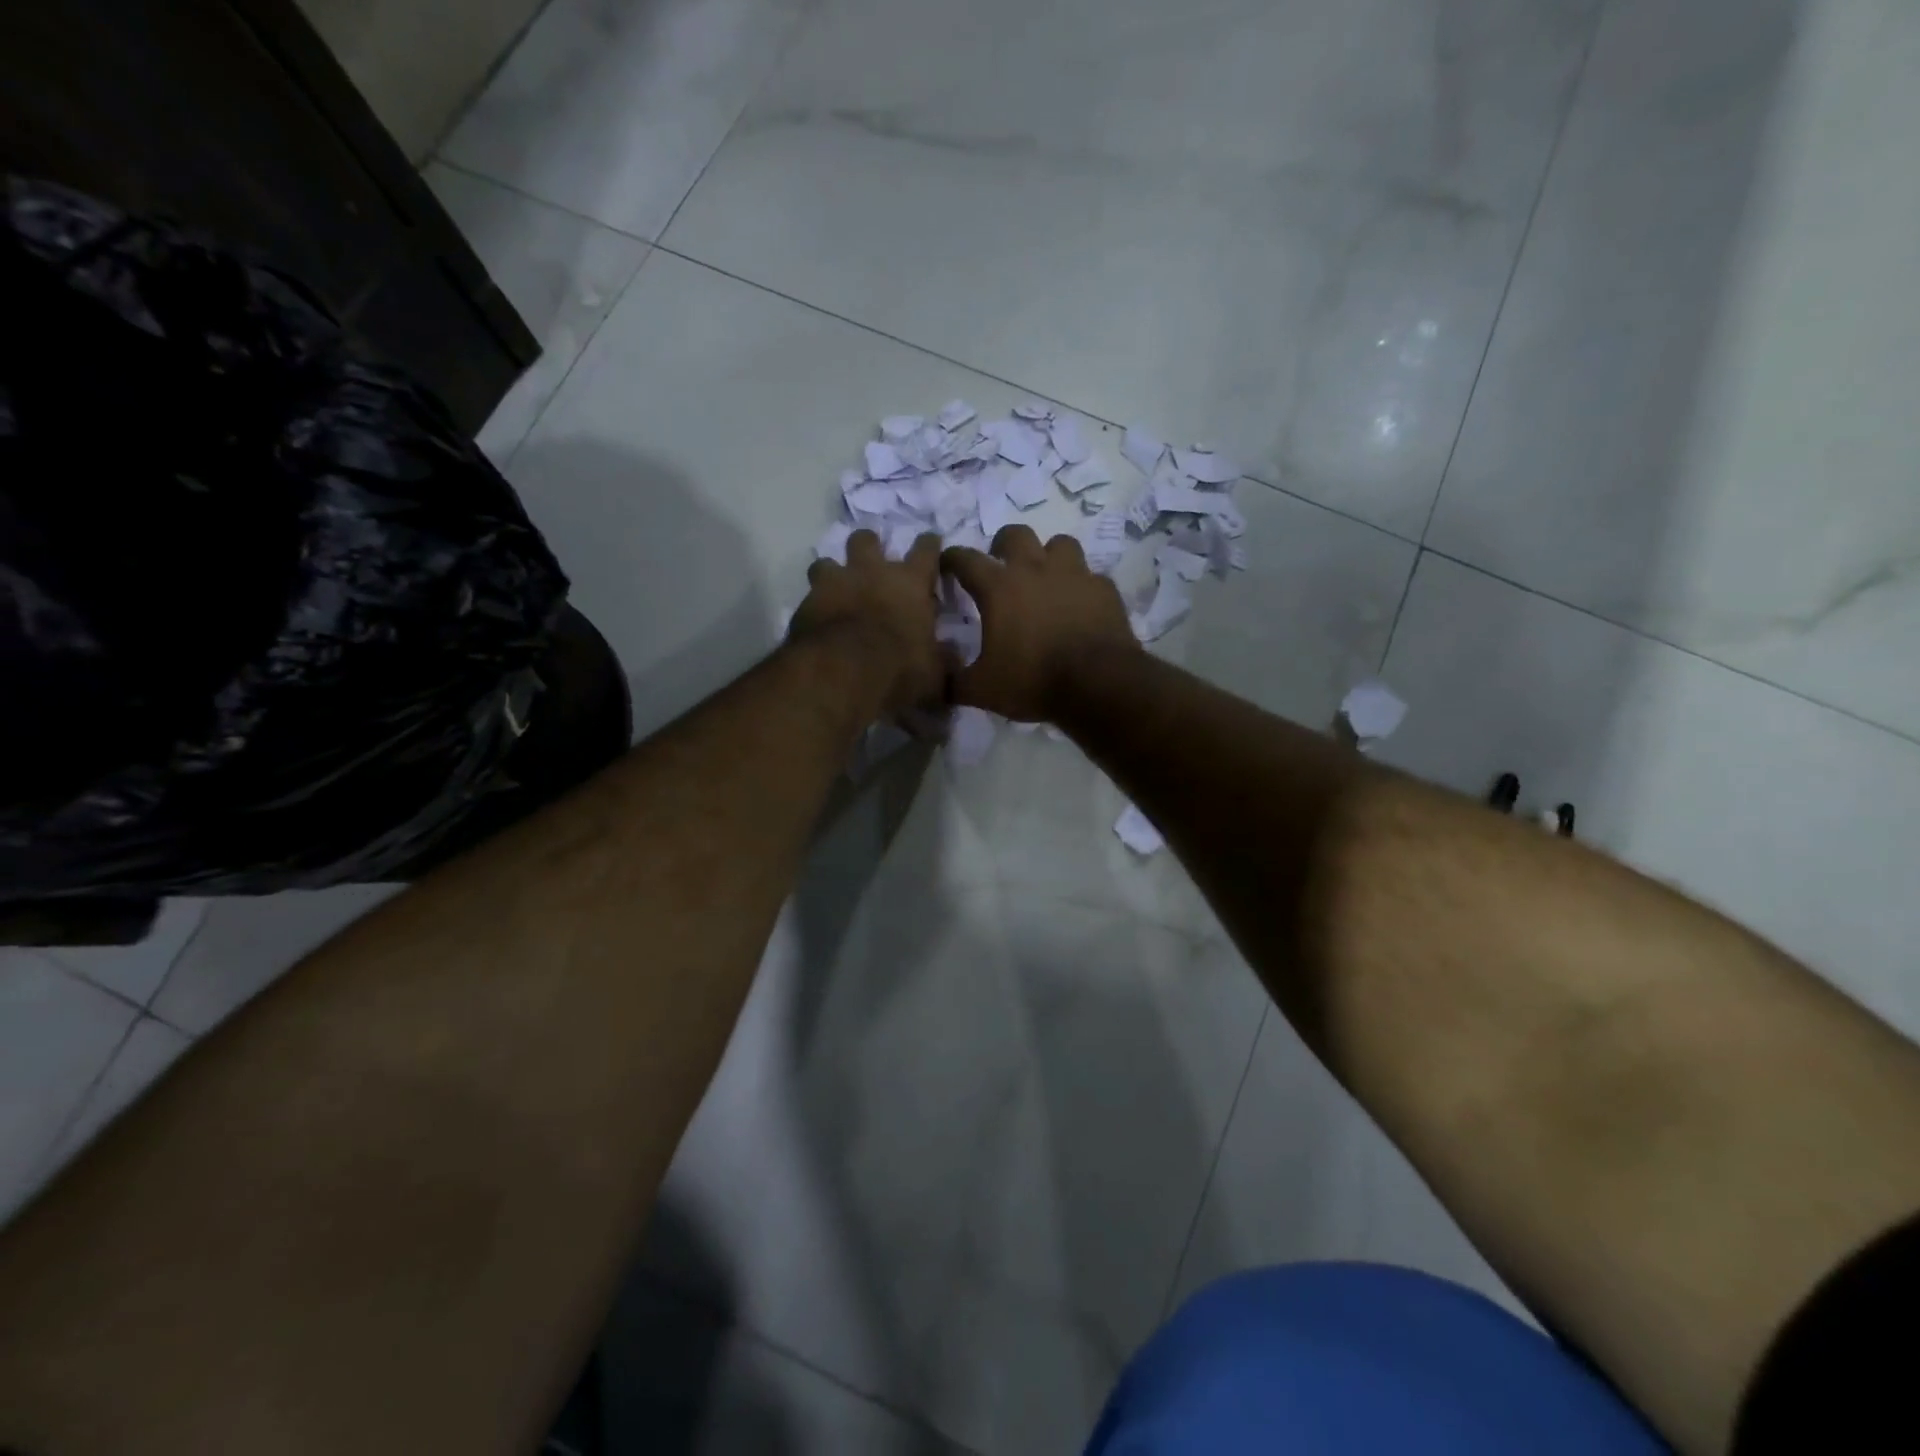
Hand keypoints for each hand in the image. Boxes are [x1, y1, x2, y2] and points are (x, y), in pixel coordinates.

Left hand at [790, 529, 945, 717]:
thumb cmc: (898, 667)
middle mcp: (871, 572)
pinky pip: (809, 596)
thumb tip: (952, 654)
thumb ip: (943, 660)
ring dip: (833, 573)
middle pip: (867, 540)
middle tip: (872, 564)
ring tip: (836, 590)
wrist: (841, 673)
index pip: (926, 549)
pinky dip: (814, 605)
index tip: (931, 544)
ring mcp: (834, 583)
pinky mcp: (805, 603)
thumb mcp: (933, 673)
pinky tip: (818, 621)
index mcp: (910, 582)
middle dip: (870, 546)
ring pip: (827, 562)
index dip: (929, 545)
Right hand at [941, 524, 1138, 722]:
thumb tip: (938, 680)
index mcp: (999, 588)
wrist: (1098, 684)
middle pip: (1015, 534)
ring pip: (1060, 544)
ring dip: (1049, 556)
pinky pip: (1090, 577)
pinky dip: (1081, 587)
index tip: (946, 564)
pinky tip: (1080, 605)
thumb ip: (954, 682)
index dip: (951, 559)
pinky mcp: (1104, 589)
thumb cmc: (1033, 681)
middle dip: (1003, 545)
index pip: (965, 559)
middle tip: (1001, 566)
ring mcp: (1075, 574)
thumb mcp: (982, 690)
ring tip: (1046, 578)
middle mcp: (1035, 569)